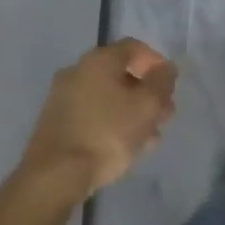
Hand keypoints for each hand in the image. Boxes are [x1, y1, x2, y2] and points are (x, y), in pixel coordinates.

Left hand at [20, 39, 176, 199]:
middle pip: (120, 73)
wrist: (54, 176)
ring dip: (131, 111)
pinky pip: (91, 114)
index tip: (169, 87)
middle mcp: (77, 70)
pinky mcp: (54, 123)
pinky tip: (124, 147)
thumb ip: (162, 82)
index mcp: (98, 59)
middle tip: (163, 116)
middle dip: (146, 93)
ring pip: (107, 97)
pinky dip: (111, 123)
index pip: (134, 47)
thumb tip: (165, 68)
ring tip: (149, 138)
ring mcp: (61, 97)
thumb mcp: (147, 106)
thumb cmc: (106, 134)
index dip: (157, 63)